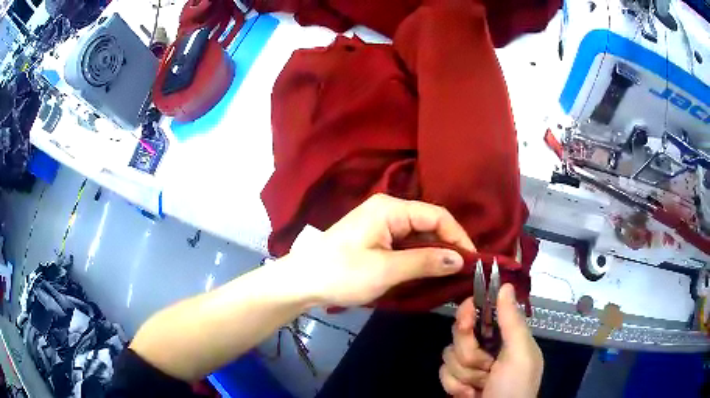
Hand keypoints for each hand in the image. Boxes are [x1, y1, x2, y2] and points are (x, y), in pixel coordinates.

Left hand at [284, 193, 475, 306]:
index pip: (438, 216)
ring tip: (451, 276)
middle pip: (429, 225)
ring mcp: (381, 225)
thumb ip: (425, 262)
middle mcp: (388, 210)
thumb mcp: (386, 270)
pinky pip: (406, 245)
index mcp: (391, 209)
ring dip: (434, 255)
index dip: (459, 237)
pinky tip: (429, 273)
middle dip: (448, 247)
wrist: (301, 282)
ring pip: (419, 236)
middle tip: (464, 272)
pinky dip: (419, 258)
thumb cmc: (341, 274)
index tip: (473, 260)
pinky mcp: (376, 239)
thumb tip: (460, 259)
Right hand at [440, 284, 542, 397]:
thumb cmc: (514, 387)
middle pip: (459, 333)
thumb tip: (506, 284)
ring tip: (480, 387)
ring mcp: (469, 365)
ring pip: (448, 354)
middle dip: (470, 354)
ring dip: (464, 375)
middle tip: (485, 367)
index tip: (467, 318)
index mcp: (506, 336)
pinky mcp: (455, 381)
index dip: (470, 312)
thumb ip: (512, 320)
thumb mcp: (520, 354)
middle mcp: (487, 347)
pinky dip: (454, 387)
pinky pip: (441, 373)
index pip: (481, 311)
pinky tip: (469, 395)